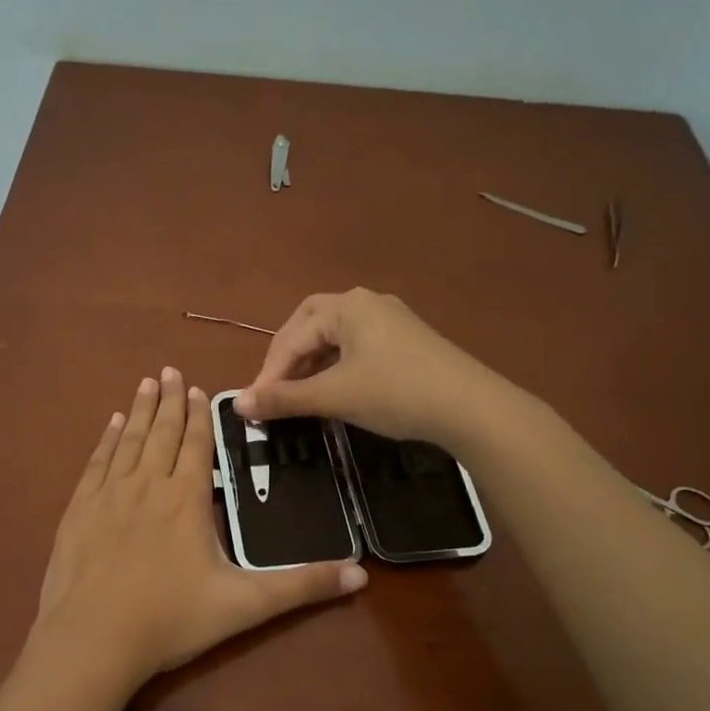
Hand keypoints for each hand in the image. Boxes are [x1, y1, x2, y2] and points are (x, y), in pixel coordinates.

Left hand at [31, 368, 366, 695]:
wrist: (93, 640)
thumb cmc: (171, 620)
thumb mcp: (245, 605)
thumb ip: (301, 587)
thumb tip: (361, 576)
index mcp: (187, 499)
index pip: (197, 444)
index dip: (199, 415)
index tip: (197, 388)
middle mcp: (148, 485)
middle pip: (162, 433)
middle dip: (170, 401)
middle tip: (169, 370)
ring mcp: (109, 495)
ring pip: (129, 440)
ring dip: (140, 411)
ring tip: (146, 384)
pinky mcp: (79, 510)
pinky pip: (96, 462)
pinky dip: (106, 440)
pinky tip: (111, 425)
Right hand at [235, 288, 493, 443]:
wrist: (472, 408)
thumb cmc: (396, 393)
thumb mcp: (334, 396)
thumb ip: (284, 398)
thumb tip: (238, 404)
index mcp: (347, 306)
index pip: (291, 337)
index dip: (269, 373)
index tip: (255, 407)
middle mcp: (366, 302)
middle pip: (310, 324)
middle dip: (288, 357)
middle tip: (276, 389)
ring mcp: (390, 319)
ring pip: (335, 336)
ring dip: (312, 363)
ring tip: (301, 395)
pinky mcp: (406, 340)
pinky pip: (357, 346)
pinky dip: (336, 365)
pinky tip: (336, 389)